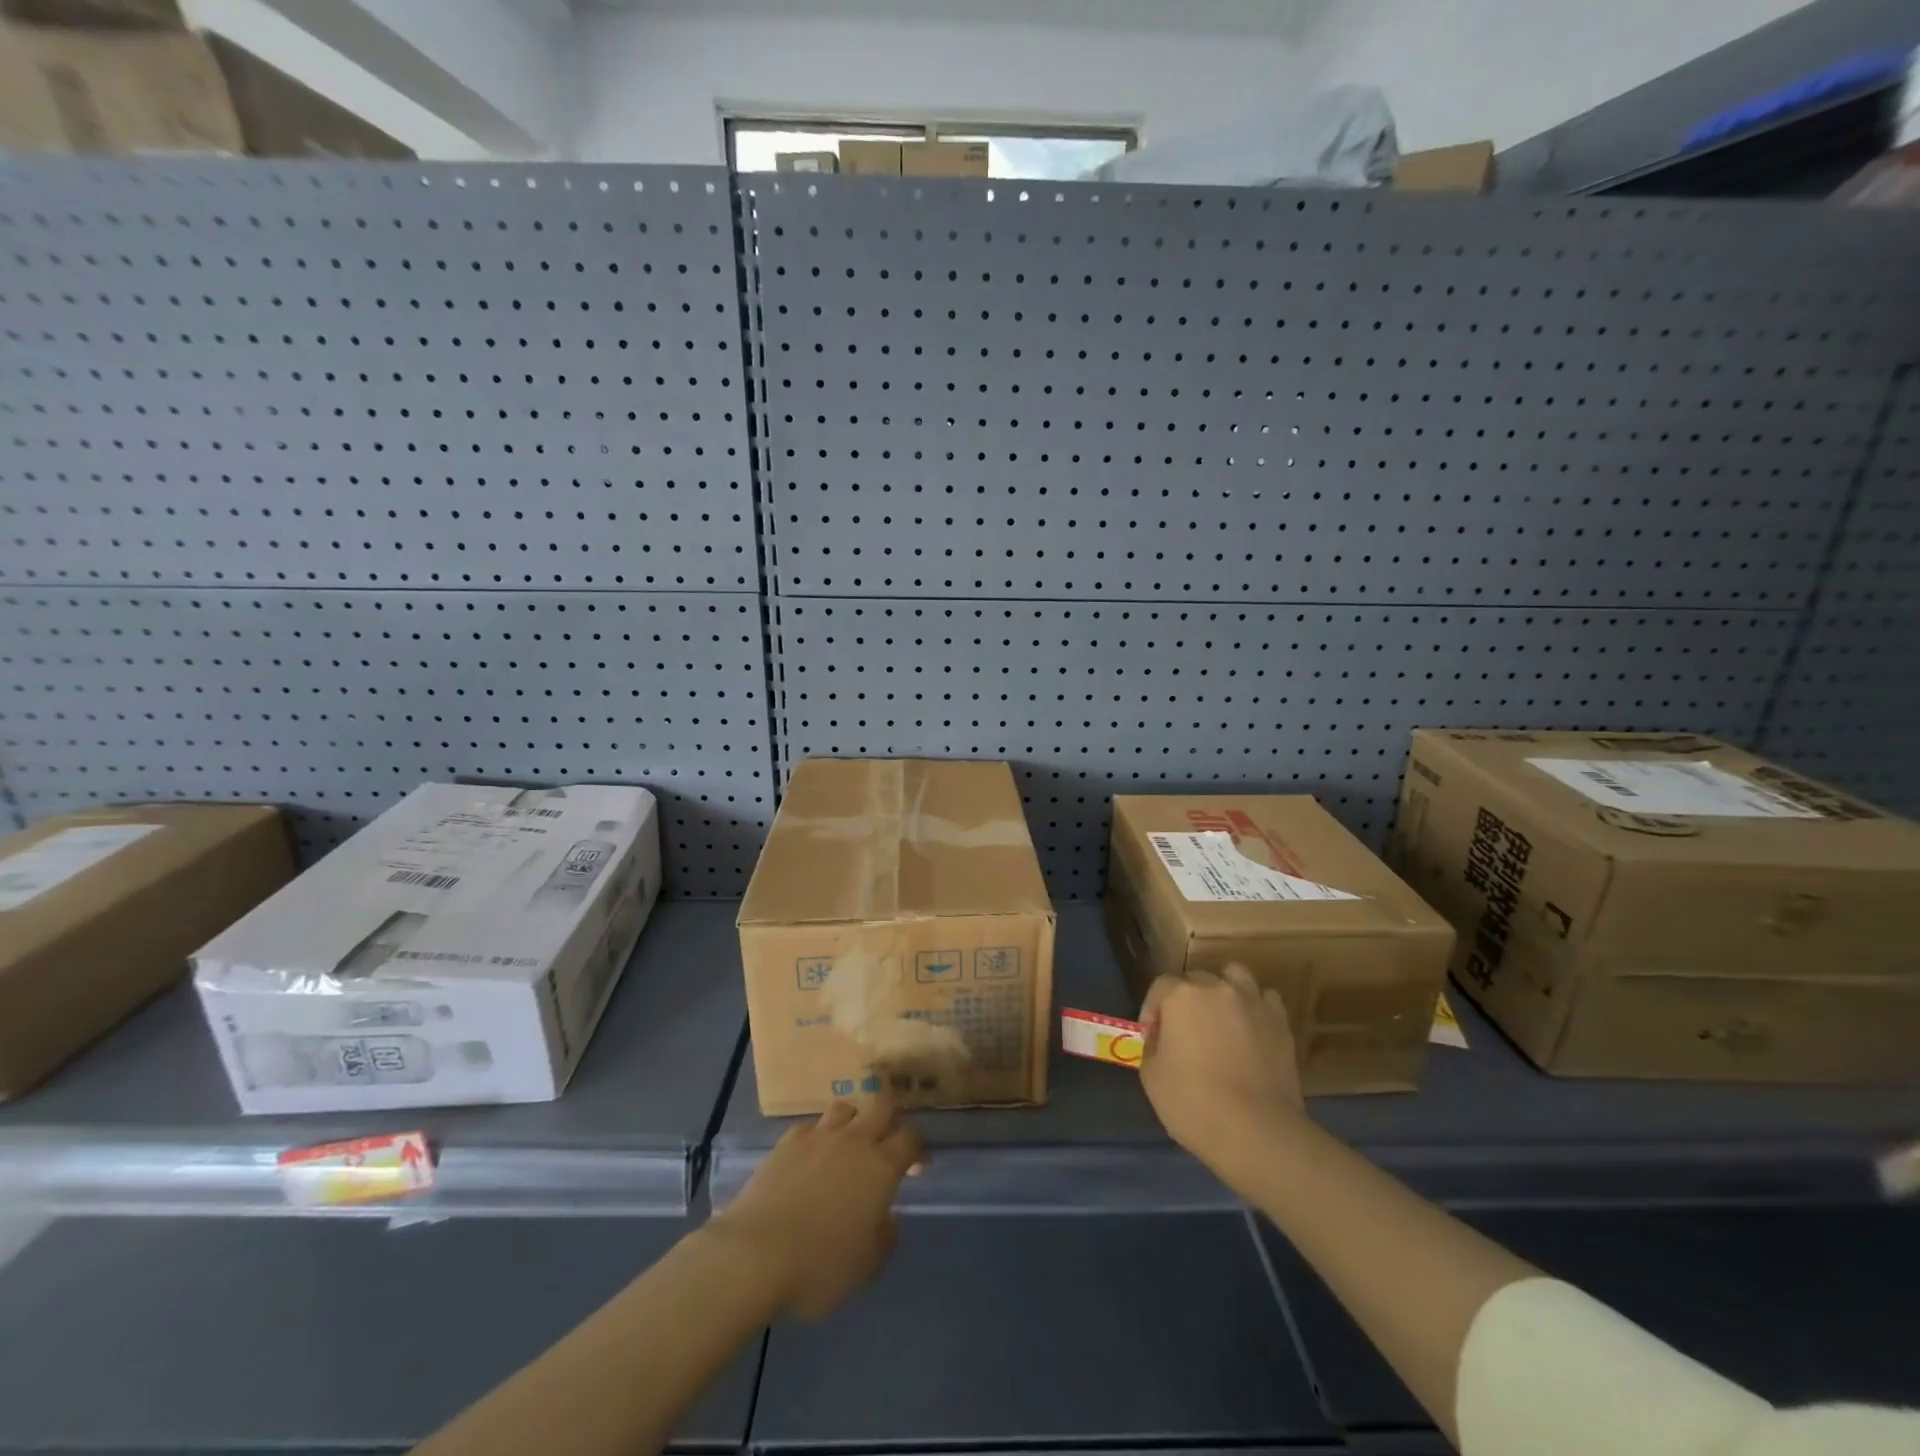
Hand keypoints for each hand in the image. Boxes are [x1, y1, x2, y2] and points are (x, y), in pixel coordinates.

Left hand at [709, 1099, 922, 1319]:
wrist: (756, 1254)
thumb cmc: (819, 1266)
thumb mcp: (866, 1267)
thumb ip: (885, 1237)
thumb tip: (887, 1218)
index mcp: (881, 1166)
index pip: (911, 1138)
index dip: (918, 1149)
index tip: (917, 1166)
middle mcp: (854, 1140)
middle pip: (882, 1104)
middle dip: (890, 1117)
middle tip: (886, 1141)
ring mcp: (819, 1135)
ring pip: (845, 1106)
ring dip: (853, 1120)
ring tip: (848, 1143)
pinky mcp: (787, 1141)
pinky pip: (810, 1127)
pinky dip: (816, 1137)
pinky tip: (810, 1157)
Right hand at [1139, 965, 1307, 1184]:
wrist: (1257, 1132)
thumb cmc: (1194, 1103)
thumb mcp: (1151, 1076)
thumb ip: (1152, 1046)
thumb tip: (1160, 1038)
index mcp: (1181, 996)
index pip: (1160, 986)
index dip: (1152, 1010)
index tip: (1152, 1037)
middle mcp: (1217, 988)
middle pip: (1195, 979)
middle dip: (1185, 1000)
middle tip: (1185, 1032)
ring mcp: (1253, 1002)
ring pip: (1234, 976)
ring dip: (1223, 990)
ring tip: (1220, 1018)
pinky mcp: (1280, 1022)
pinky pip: (1265, 1000)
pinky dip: (1255, 1008)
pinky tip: (1250, 1029)